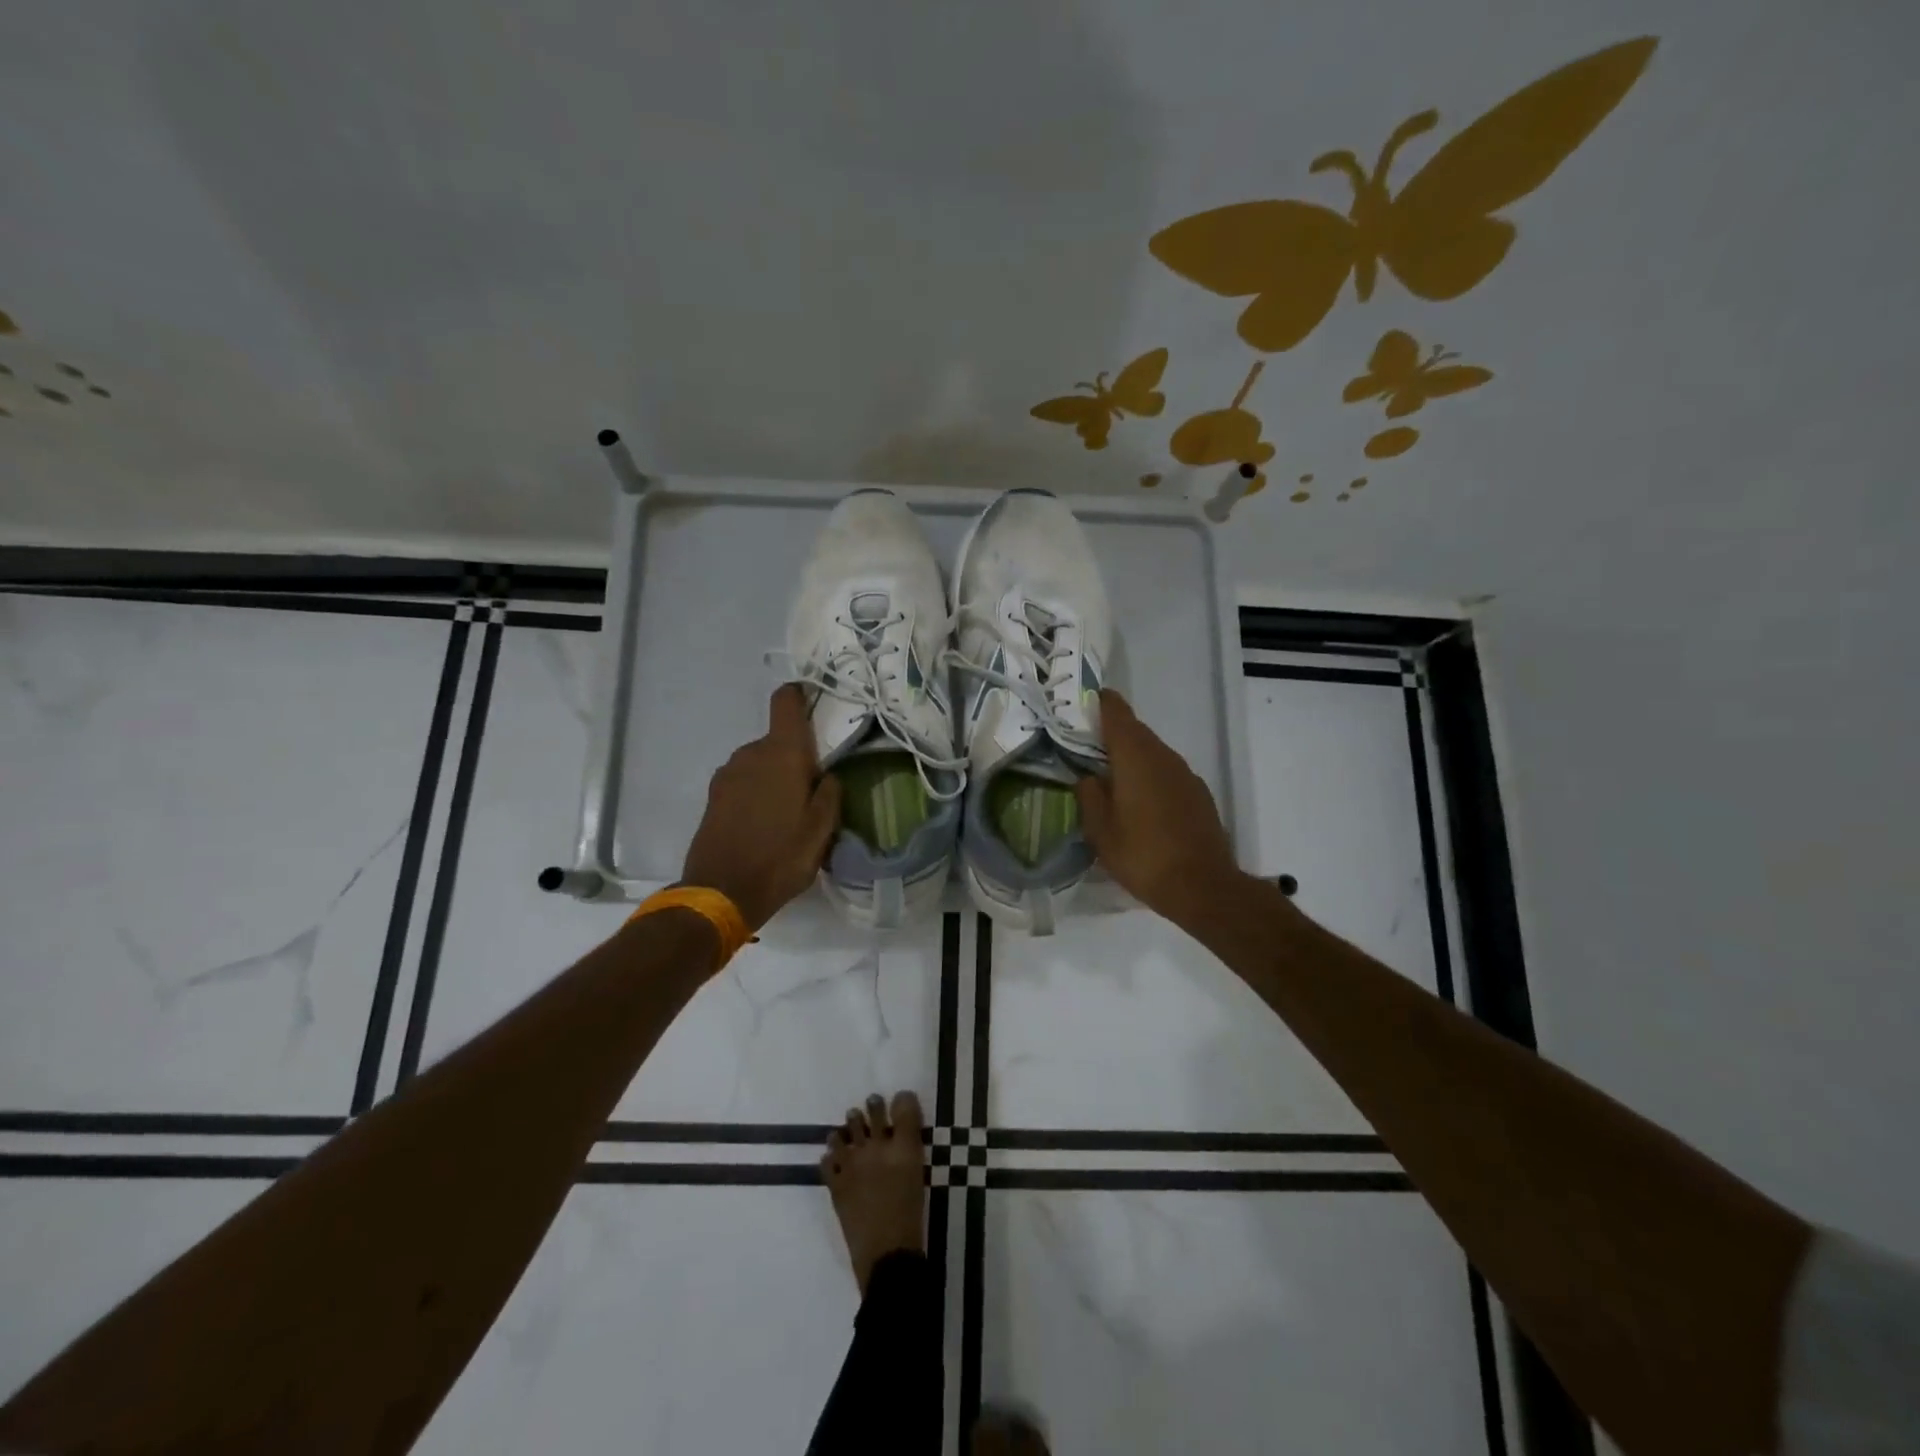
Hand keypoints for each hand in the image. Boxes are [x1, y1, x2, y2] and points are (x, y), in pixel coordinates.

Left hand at [680, 686, 841, 931]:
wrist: (721, 893)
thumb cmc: (781, 857)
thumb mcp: (822, 830)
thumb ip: (830, 794)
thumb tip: (827, 775)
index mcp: (782, 753)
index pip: (786, 702)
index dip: (800, 695)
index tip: (815, 705)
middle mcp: (751, 753)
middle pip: (777, 740)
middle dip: (795, 757)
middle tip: (812, 791)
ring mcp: (727, 774)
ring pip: (760, 763)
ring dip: (775, 778)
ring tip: (788, 814)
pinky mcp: (714, 796)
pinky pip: (744, 782)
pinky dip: (757, 793)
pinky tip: (765, 825)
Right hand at [1075, 689, 1244, 927]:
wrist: (1203, 887)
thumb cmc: (1143, 856)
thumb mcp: (1100, 832)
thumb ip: (1089, 797)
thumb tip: (1088, 778)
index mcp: (1135, 757)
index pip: (1117, 713)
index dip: (1100, 703)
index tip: (1084, 702)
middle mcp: (1163, 757)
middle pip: (1135, 732)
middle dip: (1112, 734)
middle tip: (1087, 746)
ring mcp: (1185, 775)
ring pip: (1153, 753)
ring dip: (1132, 758)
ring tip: (1111, 778)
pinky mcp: (1198, 794)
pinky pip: (1167, 773)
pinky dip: (1150, 777)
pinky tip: (1140, 803)